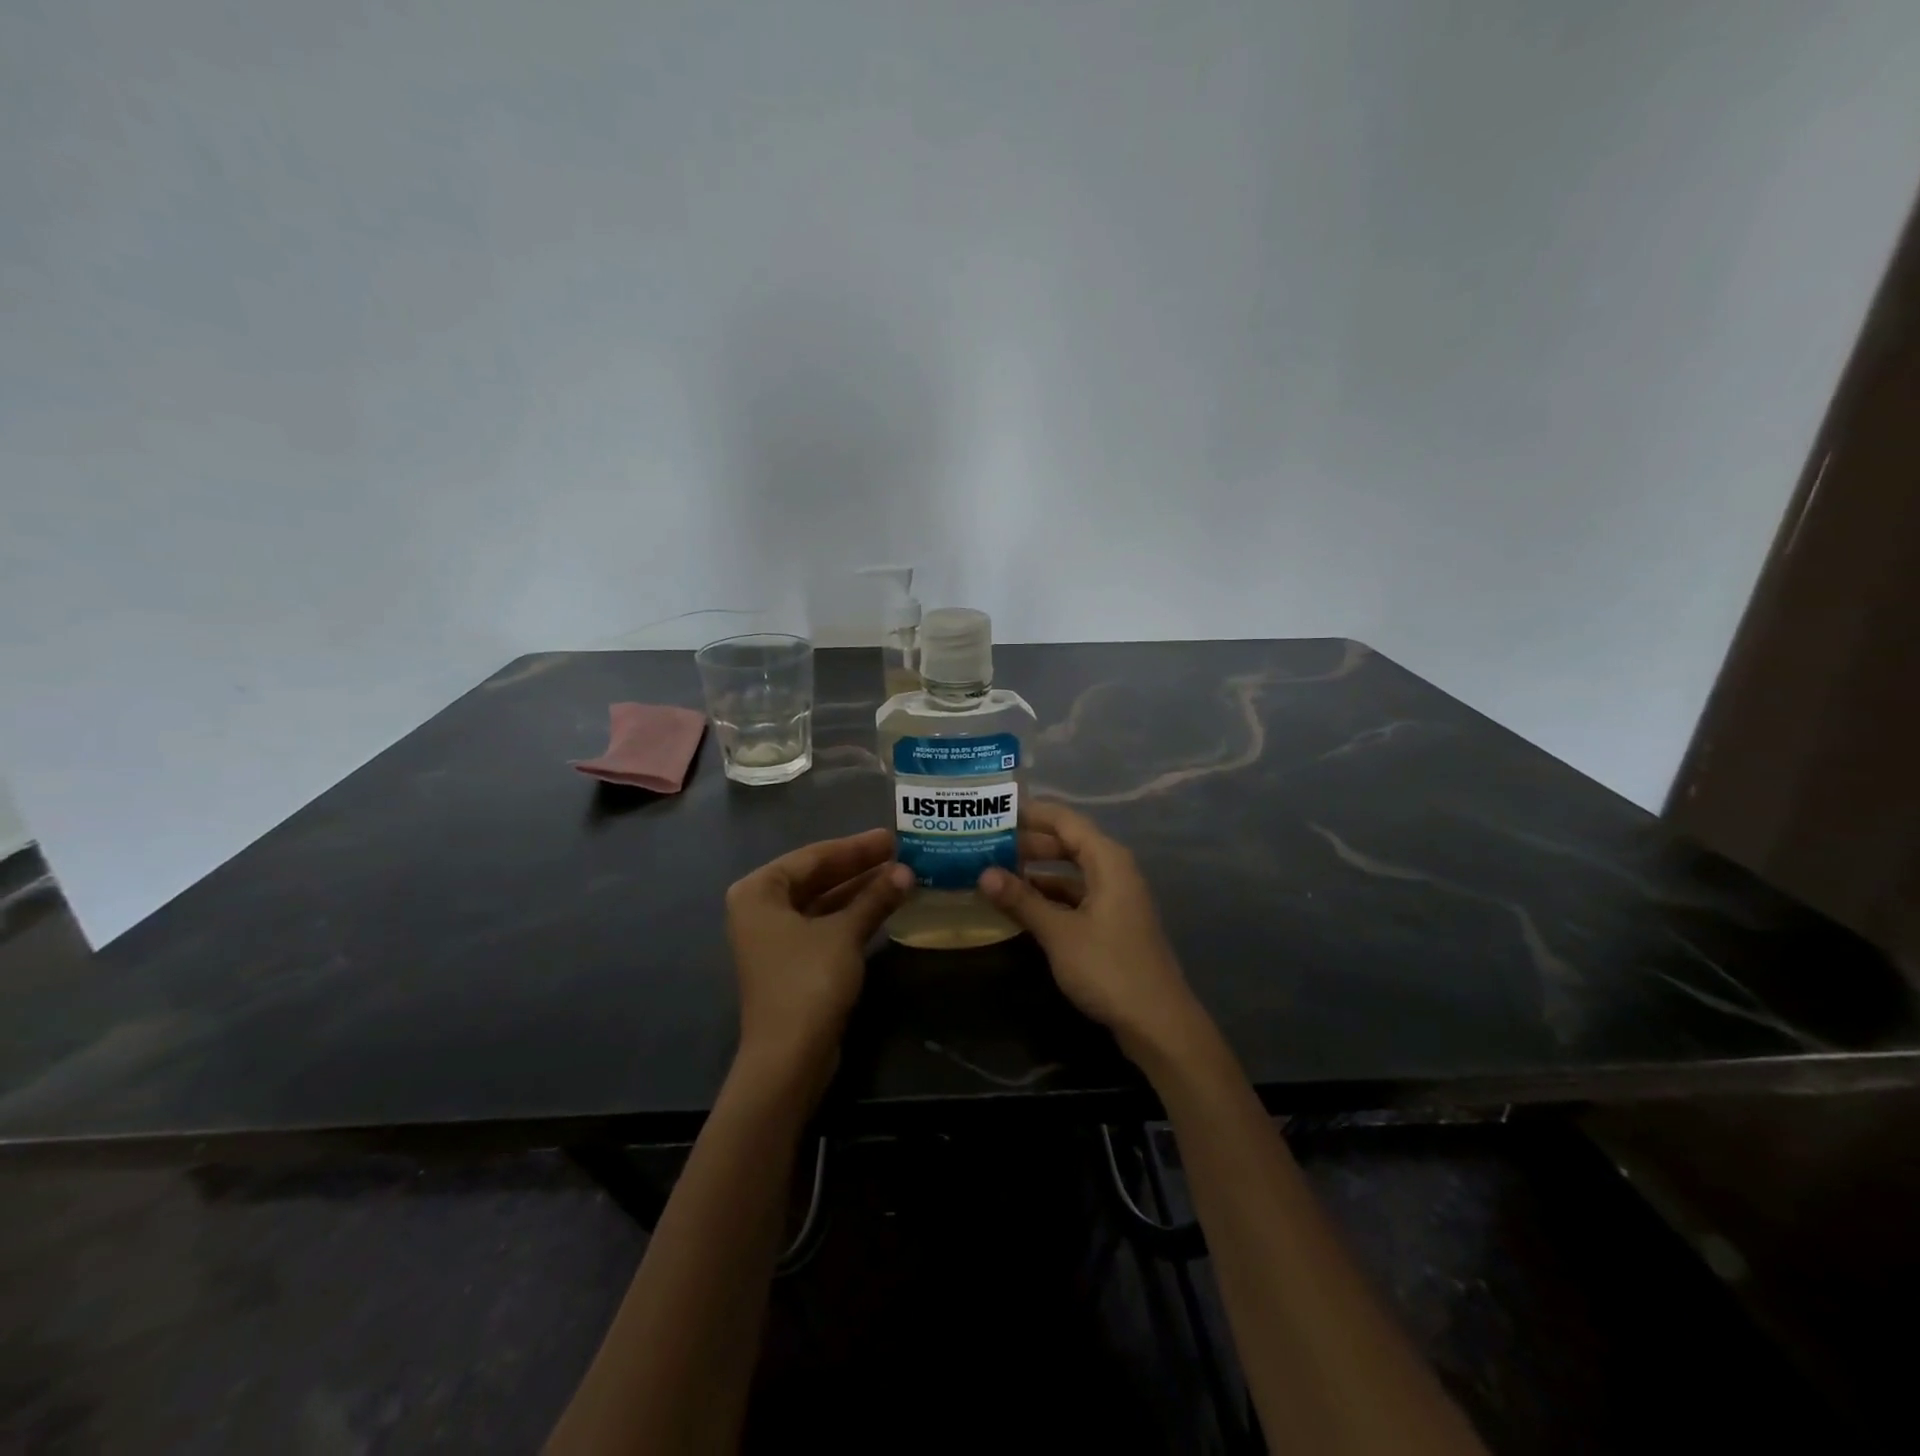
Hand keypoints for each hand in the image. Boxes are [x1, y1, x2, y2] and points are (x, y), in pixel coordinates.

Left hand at [725, 828, 911, 1083]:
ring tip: (900, 876)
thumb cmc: (808, 981)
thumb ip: (875, 898)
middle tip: (899, 852)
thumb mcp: (845, 933)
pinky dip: (852, 915)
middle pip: (816, 877)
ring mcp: (775, 937)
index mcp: (759, 891)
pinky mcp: (791, 961)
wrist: (789, 1057)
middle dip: (859, 867)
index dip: (855, 847)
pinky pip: (824, 924)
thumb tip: (906, 871)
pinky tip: (883, 906)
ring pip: (822, 902)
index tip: (890, 836)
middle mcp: (760, 908)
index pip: (813, 856)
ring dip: (859, 891)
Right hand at [978, 801, 1210, 1065]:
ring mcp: (1115, 897)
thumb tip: (983, 873)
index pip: (1064, 820)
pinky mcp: (1112, 922)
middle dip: (1029, 842)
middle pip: (1068, 843)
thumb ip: (1022, 900)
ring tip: (996, 872)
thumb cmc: (1109, 968)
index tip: (995, 811)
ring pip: (1070, 872)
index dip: (1031, 813)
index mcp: (1108, 860)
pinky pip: (1075, 895)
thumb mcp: (1059, 932)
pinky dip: (1049, 896)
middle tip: (987, 843)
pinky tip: (1021, 906)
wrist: (1157, 1022)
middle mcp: (1114, 870)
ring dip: (1037, 871)